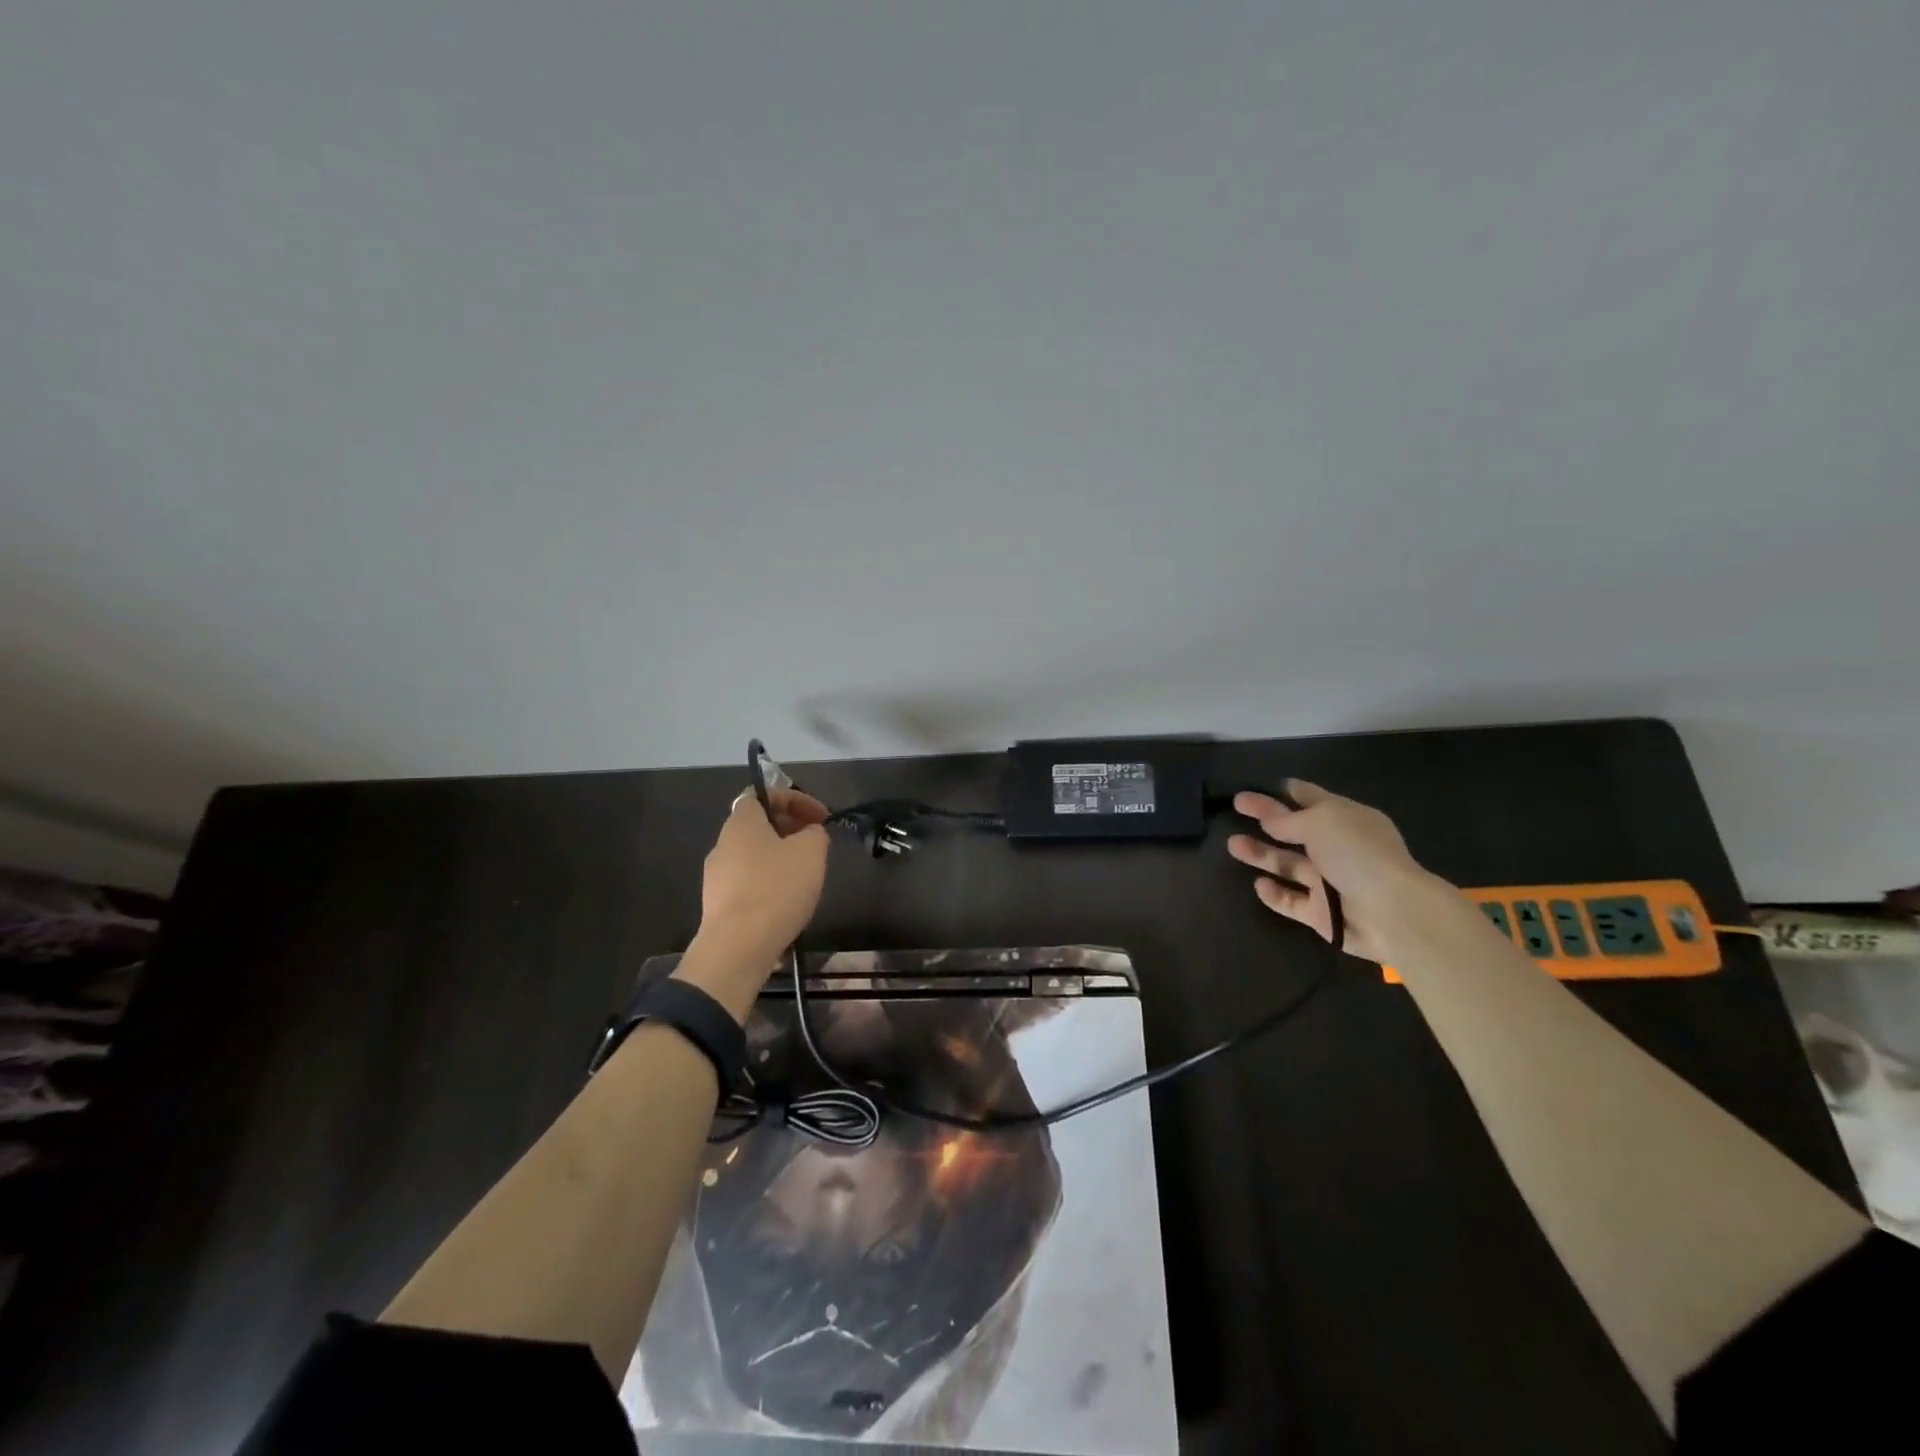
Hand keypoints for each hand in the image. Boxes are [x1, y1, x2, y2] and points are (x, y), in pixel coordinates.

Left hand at [697, 787, 830, 965]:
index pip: (763, 794)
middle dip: (790, 829)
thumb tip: (810, 833)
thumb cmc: (776, 888)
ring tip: (806, 874)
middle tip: (817, 843)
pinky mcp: (718, 905)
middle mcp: (723, 843)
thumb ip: (815, 833)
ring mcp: (716, 876)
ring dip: (781, 857)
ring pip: (754, 855)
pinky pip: (748, 882)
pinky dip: (770, 882)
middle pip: (759, 825)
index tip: (821, 817)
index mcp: (742, 822)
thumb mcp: (811, 852)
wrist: (738, 948)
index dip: (795, 799)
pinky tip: (788, 901)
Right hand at [1227, 781, 1434, 961]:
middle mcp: (1337, 848)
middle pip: (1294, 829)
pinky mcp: (1322, 913)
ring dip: (1261, 854)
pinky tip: (1259, 884)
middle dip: (1266, 817)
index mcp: (1346, 819)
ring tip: (1233, 845)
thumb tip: (1269, 819)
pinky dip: (1275, 893)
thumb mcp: (1321, 822)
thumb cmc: (1357, 854)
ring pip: (1288, 864)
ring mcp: (1329, 881)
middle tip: (1236, 805)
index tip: (1259, 785)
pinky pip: (1292, 900)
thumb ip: (1288, 820)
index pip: (1311, 798)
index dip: (1285, 791)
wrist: (1391, 913)